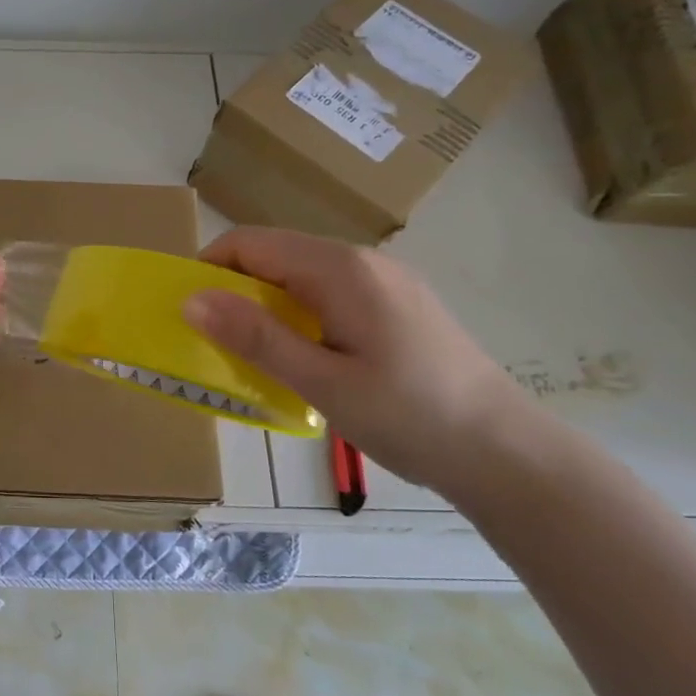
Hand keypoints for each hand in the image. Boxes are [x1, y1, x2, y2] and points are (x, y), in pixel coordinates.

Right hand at [184, 228, 540, 497]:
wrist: (507, 452)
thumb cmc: (410, 417)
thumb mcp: (322, 382)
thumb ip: (256, 337)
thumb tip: (191, 299)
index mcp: (340, 270)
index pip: (251, 243)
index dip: (209, 268)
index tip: (188, 312)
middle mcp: (362, 261)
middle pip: (275, 255)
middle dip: (234, 289)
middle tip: (216, 342)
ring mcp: (385, 281)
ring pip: (301, 275)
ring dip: (266, 304)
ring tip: (255, 355)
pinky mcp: (398, 304)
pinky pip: (329, 293)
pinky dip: (299, 314)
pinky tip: (306, 358)